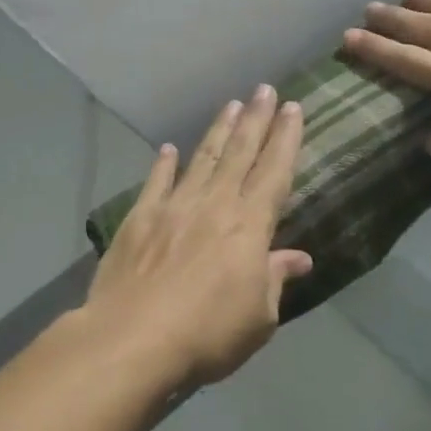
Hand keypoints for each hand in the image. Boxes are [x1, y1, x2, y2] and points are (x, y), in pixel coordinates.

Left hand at [83, 87, 312, 387]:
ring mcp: (174, 207)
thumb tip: (299, 257)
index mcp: (249, 226)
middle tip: (264, 89)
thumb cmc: (207, 335)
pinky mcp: (139, 219)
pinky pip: (156, 183)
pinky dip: (164, 164)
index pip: (274, 171)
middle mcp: (214, 205)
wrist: (131, 340)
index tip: (293, 108)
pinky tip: (169, 149)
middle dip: (255, 119)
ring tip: (231, 105)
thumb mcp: (258, 318)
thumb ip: (275, 279)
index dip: (285, 138)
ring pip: (202, 159)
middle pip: (240, 153)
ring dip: (218, 131)